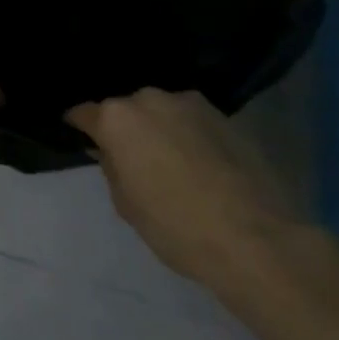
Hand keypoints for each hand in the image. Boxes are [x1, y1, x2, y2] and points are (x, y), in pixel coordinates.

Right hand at [66, 88, 311, 292]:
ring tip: (171, 160)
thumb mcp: (127, 205)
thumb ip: (111, 168)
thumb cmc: (177, 227)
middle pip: (125, 109)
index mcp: (116, 118)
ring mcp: (189, 104)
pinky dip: (189, 135)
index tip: (81, 138)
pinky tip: (201, 163)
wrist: (258, 241)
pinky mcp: (225, 117)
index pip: (84, 113)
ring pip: (161, 112)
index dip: (80, 127)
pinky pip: (192, 121)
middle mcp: (148, 99)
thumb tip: (110, 151)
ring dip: (159, 128)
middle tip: (133, 158)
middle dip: (125, 128)